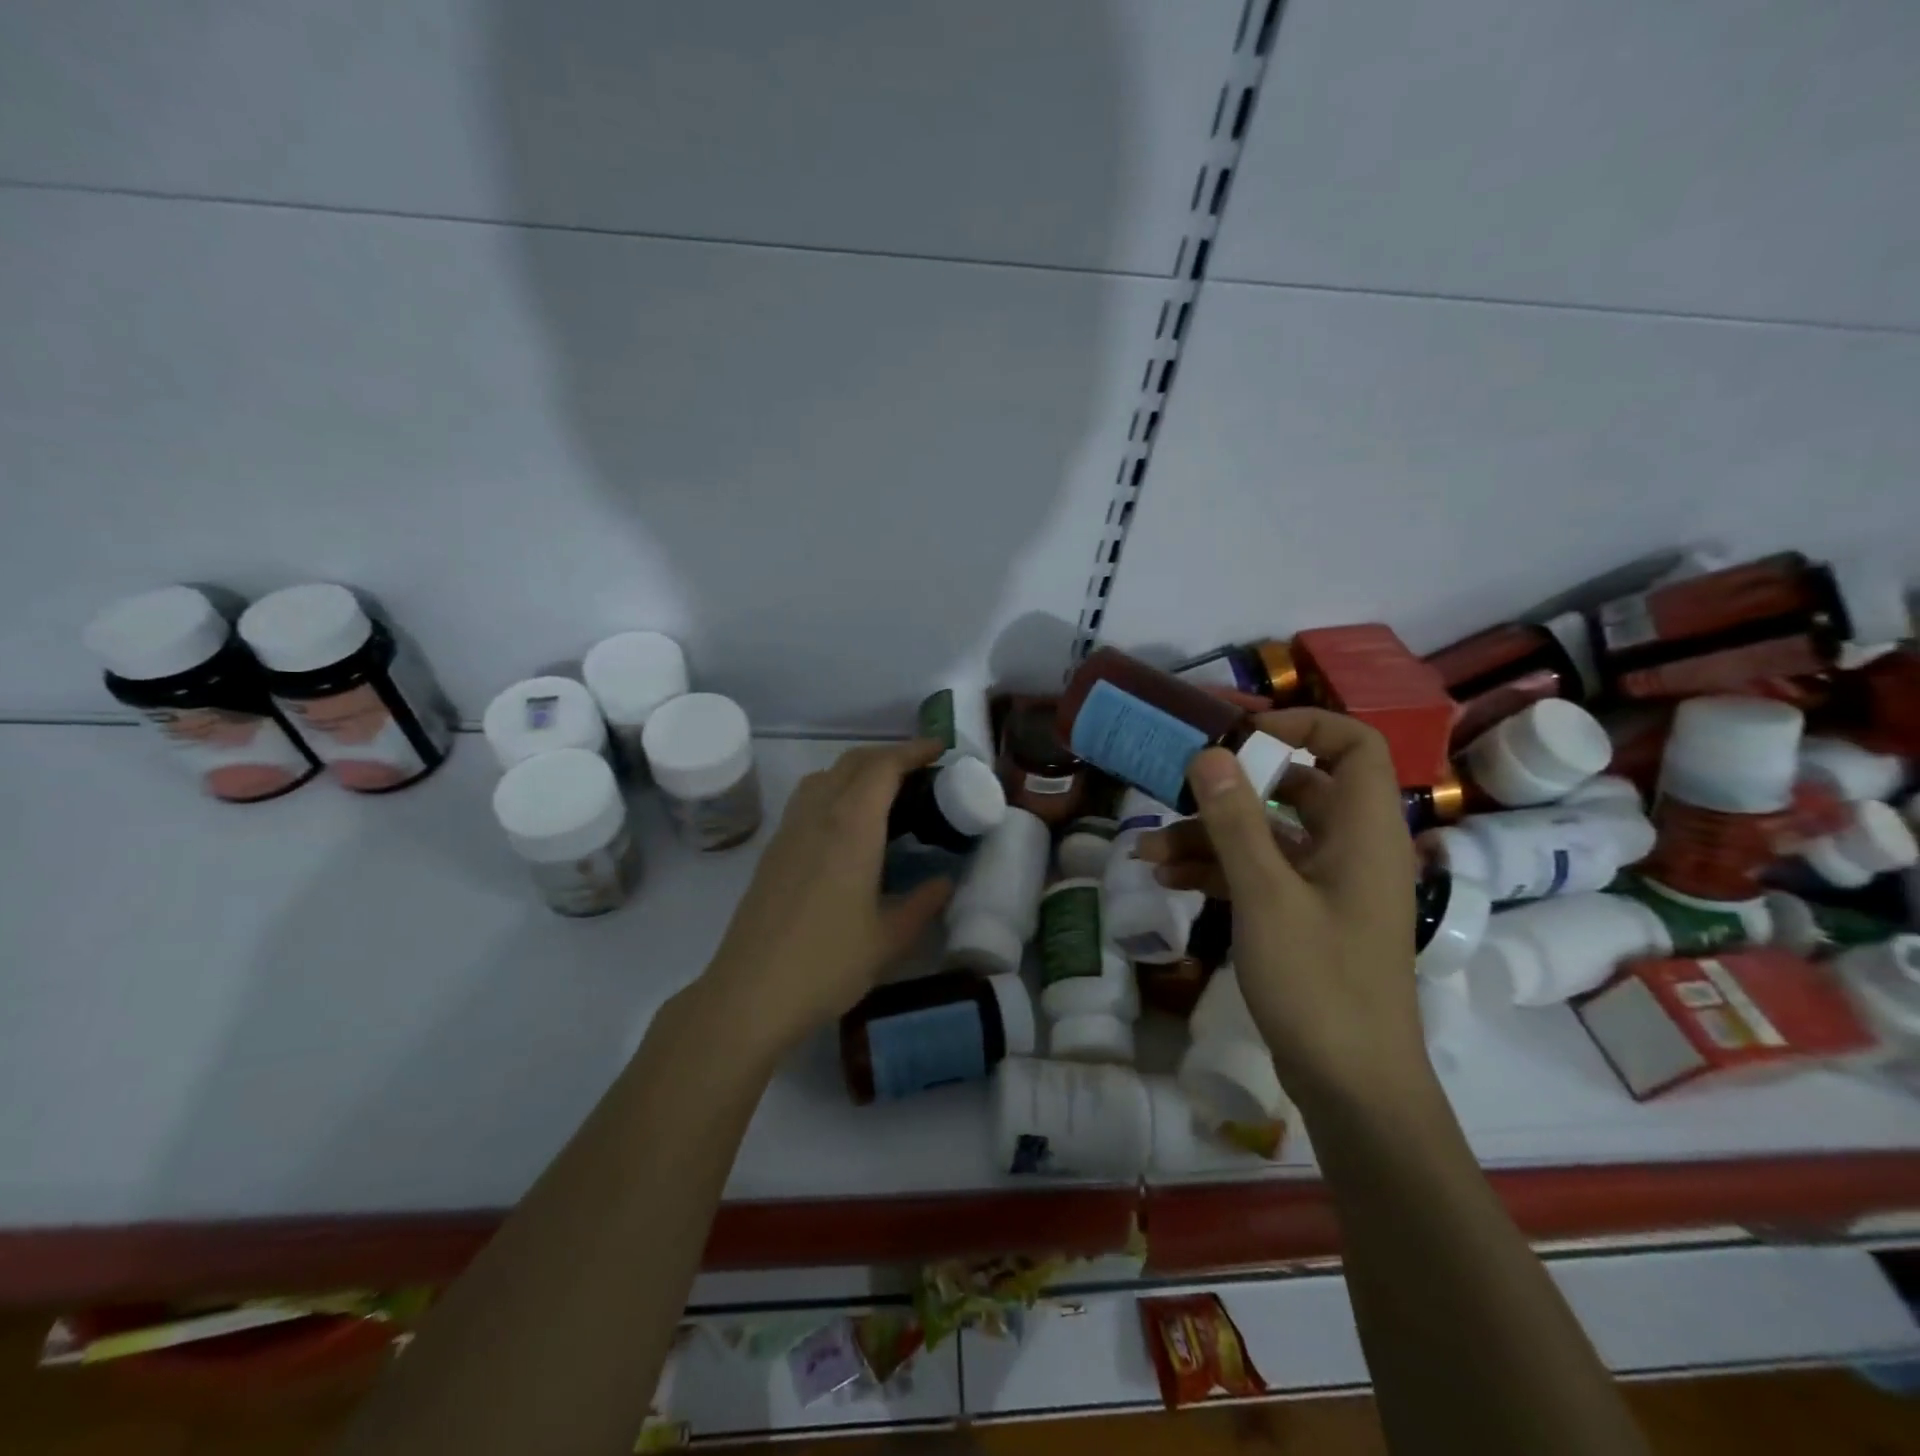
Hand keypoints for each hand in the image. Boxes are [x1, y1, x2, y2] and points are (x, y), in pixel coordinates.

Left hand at [700, 739, 953, 1051]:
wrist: (750, 994)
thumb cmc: (827, 964)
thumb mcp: (889, 939)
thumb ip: (923, 903)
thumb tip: (945, 882)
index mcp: (851, 827)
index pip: (883, 767)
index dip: (913, 751)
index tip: (939, 748)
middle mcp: (817, 816)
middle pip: (852, 762)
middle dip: (889, 755)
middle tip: (922, 771)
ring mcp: (789, 831)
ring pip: (825, 777)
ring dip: (858, 770)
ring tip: (887, 794)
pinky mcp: (773, 851)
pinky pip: (808, 799)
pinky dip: (836, 791)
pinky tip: (849, 827)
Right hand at [1137, 709, 1426, 1111]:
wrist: (1352, 1086)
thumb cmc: (1319, 983)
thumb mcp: (1266, 896)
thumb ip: (1236, 821)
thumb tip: (1209, 753)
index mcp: (1364, 833)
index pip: (1354, 746)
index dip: (1302, 726)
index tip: (1240, 735)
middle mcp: (1350, 849)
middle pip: (1297, 789)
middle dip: (1233, 784)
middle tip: (1179, 778)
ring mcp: (1326, 886)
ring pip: (1268, 836)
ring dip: (1210, 835)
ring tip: (1148, 848)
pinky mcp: (1303, 917)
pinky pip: (1259, 874)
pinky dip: (1217, 870)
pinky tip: (1166, 876)